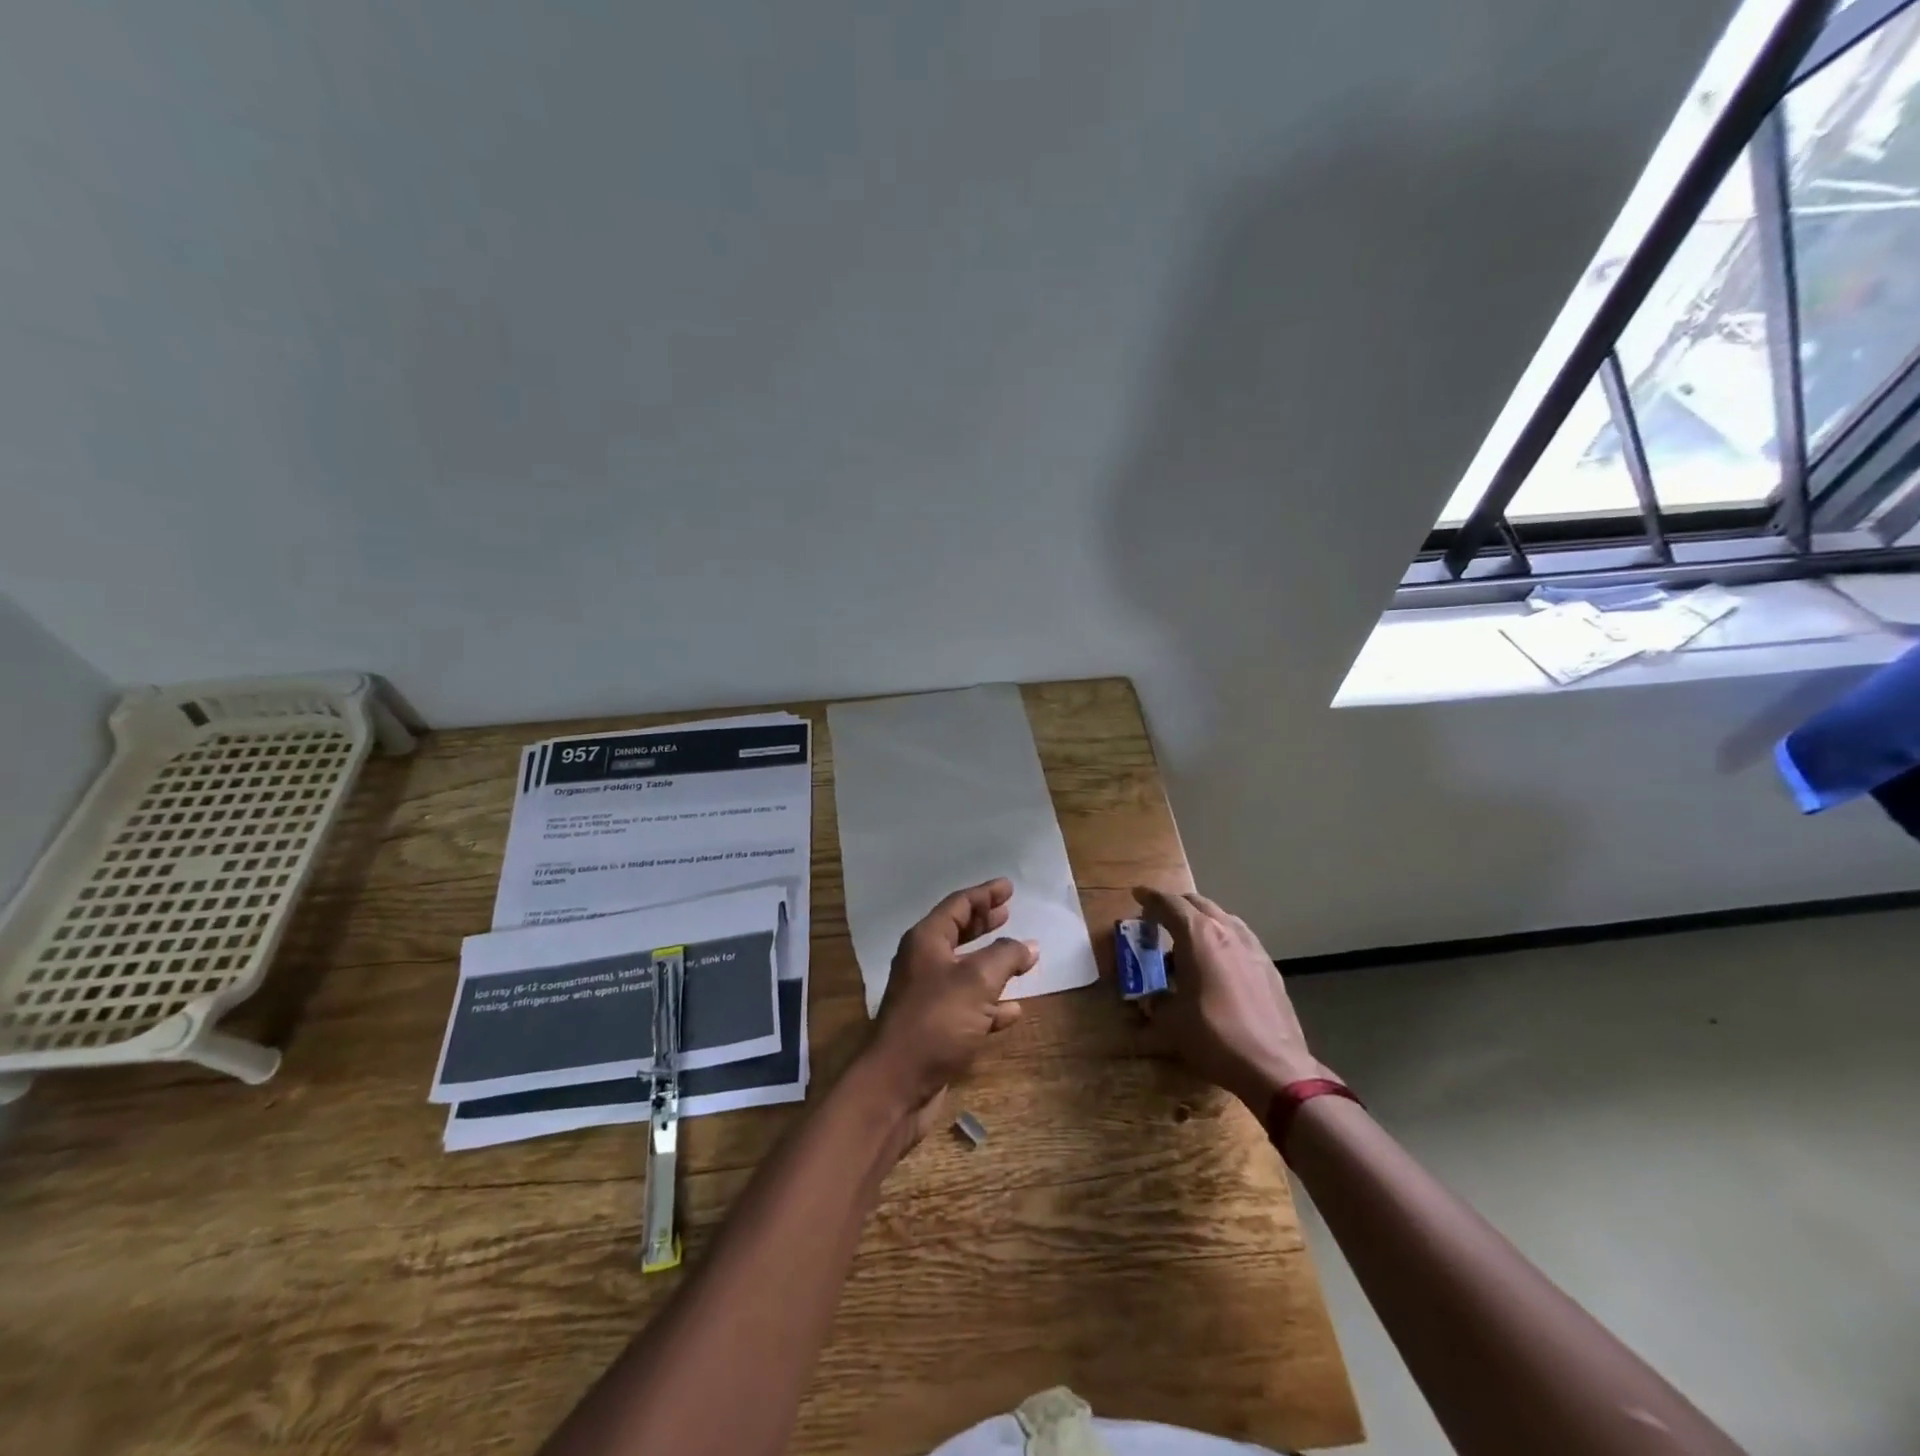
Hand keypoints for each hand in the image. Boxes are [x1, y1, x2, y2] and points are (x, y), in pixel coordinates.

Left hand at [862, 879, 1036, 1141]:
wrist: (898, 1083)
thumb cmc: (937, 1020)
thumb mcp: (978, 981)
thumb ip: (1006, 957)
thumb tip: (1028, 946)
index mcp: (926, 941)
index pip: (958, 905)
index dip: (984, 894)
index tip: (1008, 887)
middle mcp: (924, 963)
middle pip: (957, 933)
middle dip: (984, 923)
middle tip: (1008, 912)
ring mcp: (928, 997)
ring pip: (965, 971)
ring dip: (992, 963)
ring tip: (1019, 956)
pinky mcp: (936, 1028)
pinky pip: (968, 1006)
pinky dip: (990, 1003)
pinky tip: (1013, 1009)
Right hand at [1131, 887, 1334, 1113]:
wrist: (1273, 1066)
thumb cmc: (1214, 1036)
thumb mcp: (1170, 1020)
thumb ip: (1155, 1000)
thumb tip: (1150, 998)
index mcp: (1198, 935)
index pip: (1169, 904)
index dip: (1150, 898)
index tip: (1137, 896)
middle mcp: (1226, 931)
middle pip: (1197, 903)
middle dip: (1175, 906)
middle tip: (1158, 920)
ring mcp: (1252, 947)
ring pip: (1222, 918)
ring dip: (1201, 921)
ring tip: (1187, 942)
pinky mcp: (1268, 966)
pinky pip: (1239, 938)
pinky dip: (1222, 939)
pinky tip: (1217, 964)